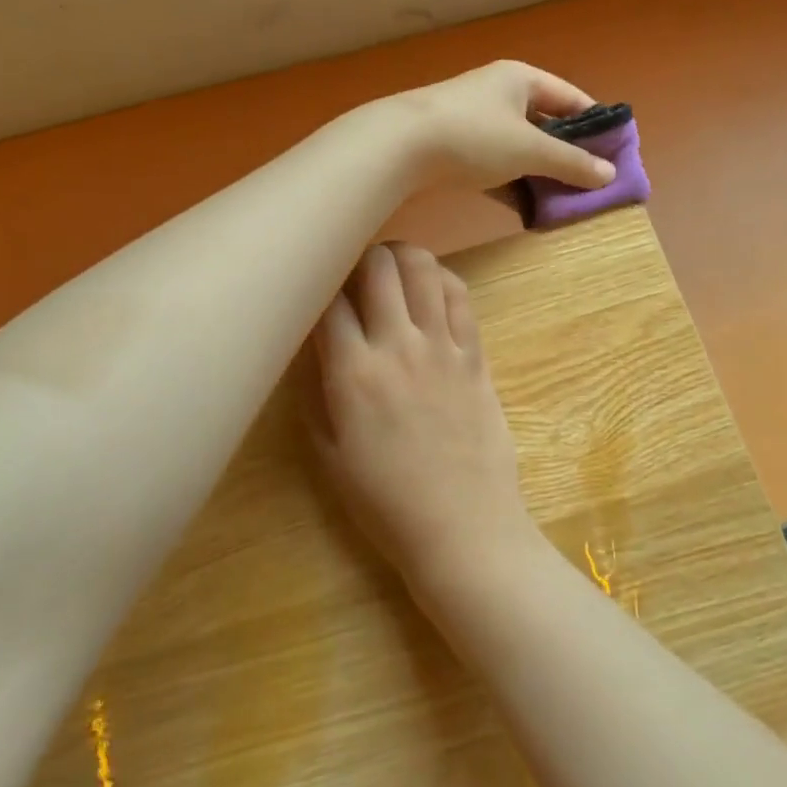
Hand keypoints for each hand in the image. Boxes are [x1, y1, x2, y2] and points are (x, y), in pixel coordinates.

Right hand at [310, 242, 539, 601]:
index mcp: (354, 374)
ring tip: (391, 269)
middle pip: (377, 266)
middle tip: (353, 272)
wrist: (463, 529)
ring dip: (402, 256)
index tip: (313, 287)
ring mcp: (442, 347)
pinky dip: (441, 280)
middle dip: (359, 257)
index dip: (316, 284)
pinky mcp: (475, 355)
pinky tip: (429, 289)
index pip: (328, 301)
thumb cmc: (386, 502)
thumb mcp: (329, 454)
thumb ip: (316, 391)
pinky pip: (460, 296)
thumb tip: (310, 344)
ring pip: (423, 268)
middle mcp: (398, 347)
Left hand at [392, 61, 615, 192]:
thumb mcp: (529, 149)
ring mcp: (473, 121)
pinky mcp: (454, 148)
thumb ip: (571, 162)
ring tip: (564, 203)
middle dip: (567, 155)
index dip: (596, 124)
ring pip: (518, 148)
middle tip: (592, 185)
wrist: (398, 146)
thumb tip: (610, 175)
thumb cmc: (473, 135)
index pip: (572, 98)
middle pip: (545, 124)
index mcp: (521, 79)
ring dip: (539, 174)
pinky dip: (511, 184)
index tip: (617, 154)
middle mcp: (498, 94)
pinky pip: (494, 166)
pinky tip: (527, 210)